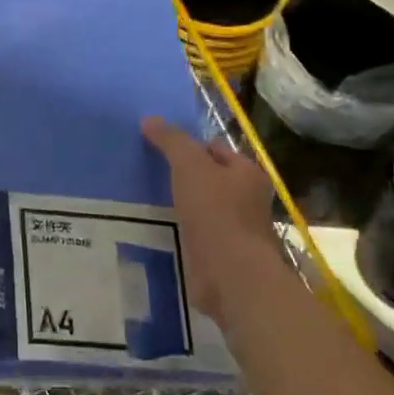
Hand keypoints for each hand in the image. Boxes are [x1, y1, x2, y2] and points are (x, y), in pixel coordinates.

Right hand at [142, 117, 280, 322]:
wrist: (230, 275)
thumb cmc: (216, 212)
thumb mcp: (189, 165)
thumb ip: (171, 141)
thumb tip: (150, 119)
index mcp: (248, 173)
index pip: (216, 149)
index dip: (189, 146)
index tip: (159, 148)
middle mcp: (247, 200)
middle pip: (209, 179)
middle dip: (183, 176)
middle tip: (148, 171)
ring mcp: (235, 230)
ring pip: (201, 208)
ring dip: (179, 205)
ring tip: (145, 199)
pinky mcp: (220, 256)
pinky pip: (195, 234)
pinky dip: (179, 231)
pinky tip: (155, 228)